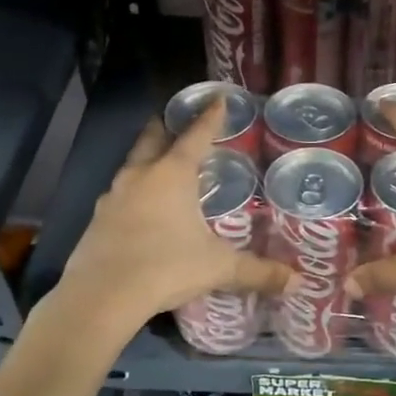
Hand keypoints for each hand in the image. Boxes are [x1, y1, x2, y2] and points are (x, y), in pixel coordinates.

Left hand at [60, 100, 291, 329]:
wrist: (101, 296)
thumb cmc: (166, 267)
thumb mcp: (218, 268)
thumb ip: (257, 271)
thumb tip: (298, 282)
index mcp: (172, 174)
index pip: (196, 135)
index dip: (210, 117)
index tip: (217, 99)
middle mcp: (140, 176)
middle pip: (152, 139)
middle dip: (165, 127)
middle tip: (176, 122)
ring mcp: (113, 196)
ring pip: (132, 165)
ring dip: (147, 159)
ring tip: (161, 165)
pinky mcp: (97, 220)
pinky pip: (120, 194)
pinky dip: (134, 192)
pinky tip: (141, 208)